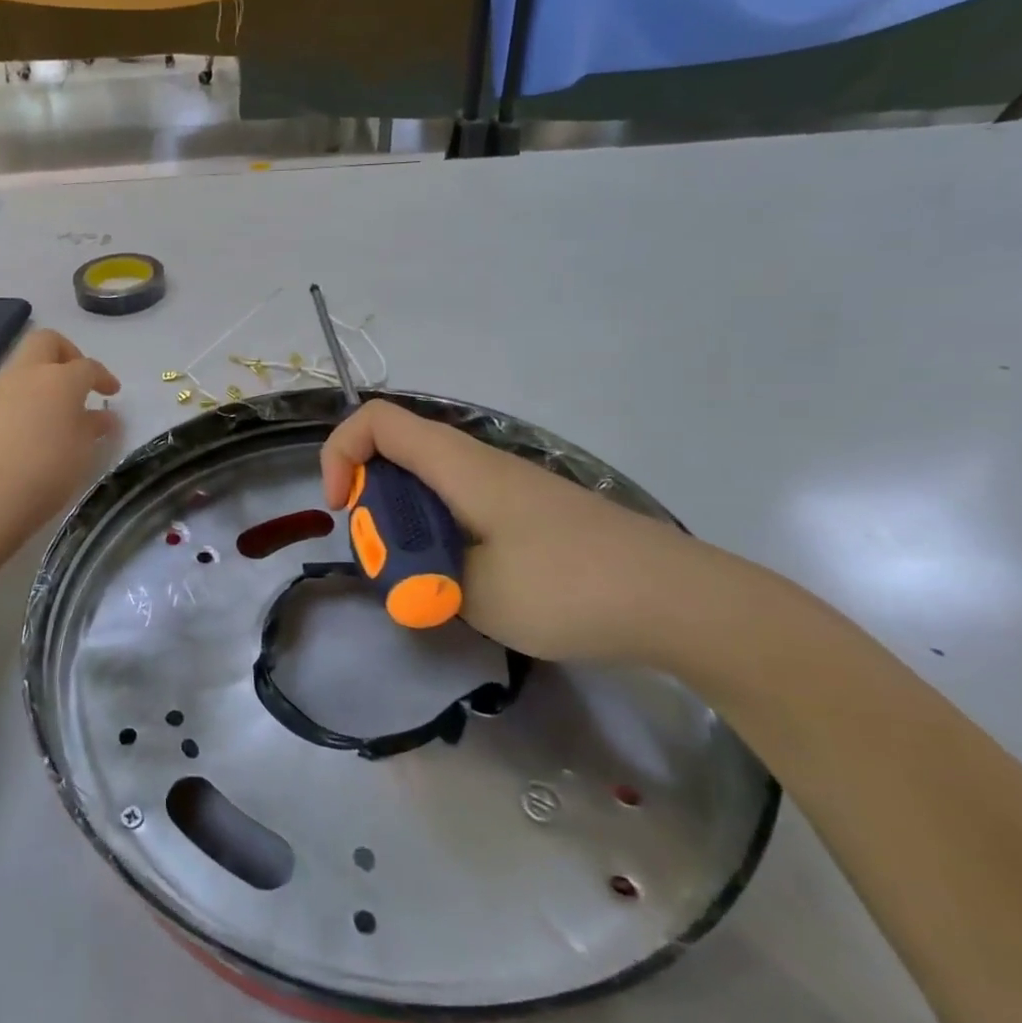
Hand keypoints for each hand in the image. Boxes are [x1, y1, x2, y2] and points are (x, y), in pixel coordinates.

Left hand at [0, 328, 121, 528]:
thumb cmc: (48, 473)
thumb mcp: (82, 453)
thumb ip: (92, 428)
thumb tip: (102, 418)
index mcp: (59, 381)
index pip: (87, 367)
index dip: (102, 377)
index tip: (111, 393)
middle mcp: (23, 376)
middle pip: (44, 342)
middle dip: (63, 353)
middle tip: (72, 380)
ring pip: (14, 375)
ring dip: (30, 389)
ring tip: (38, 423)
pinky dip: (4, 413)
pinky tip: (6, 443)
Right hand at [320, 400, 731, 664]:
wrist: (681, 601)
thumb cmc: (569, 586)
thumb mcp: (473, 592)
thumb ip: (420, 575)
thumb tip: (408, 570)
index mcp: (458, 465)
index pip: (375, 421)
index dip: (340, 454)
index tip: (341, 509)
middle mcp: (479, 463)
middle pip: (397, 454)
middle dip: (373, 504)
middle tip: (391, 562)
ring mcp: (509, 487)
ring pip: (430, 486)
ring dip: (409, 527)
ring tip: (429, 583)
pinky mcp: (530, 514)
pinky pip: (462, 509)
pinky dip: (443, 537)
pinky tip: (469, 585)